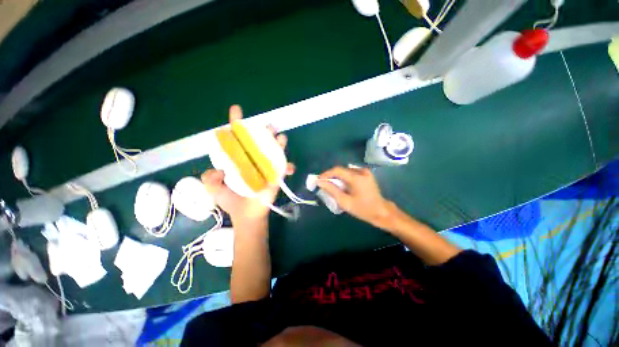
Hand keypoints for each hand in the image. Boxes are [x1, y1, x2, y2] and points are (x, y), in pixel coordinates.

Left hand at [201, 105, 293, 223]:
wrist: (247, 216)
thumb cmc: (232, 202)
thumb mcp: (214, 189)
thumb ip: (209, 178)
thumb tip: (216, 169)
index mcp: (238, 161)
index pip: (236, 140)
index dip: (236, 125)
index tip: (236, 110)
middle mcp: (253, 160)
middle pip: (258, 141)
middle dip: (263, 131)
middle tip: (267, 125)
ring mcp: (266, 167)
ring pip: (273, 151)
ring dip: (278, 143)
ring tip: (280, 137)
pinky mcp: (276, 176)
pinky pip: (284, 168)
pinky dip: (288, 166)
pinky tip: (290, 167)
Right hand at [318, 166, 394, 229]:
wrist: (381, 212)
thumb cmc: (363, 209)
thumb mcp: (345, 202)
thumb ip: (332, 190)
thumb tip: (320, 182)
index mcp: (356, 177)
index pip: (337, 170)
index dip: (326, 174)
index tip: (318, 180)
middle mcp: (361, 171)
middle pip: (341, 170)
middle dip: (331, 176)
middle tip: (323, 184)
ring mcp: (365, 172)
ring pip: (346, 171)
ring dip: (337, 177)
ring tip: (331, 186)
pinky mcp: (366, 174)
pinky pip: (351, 173)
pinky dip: (344, 178)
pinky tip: (342, 185)